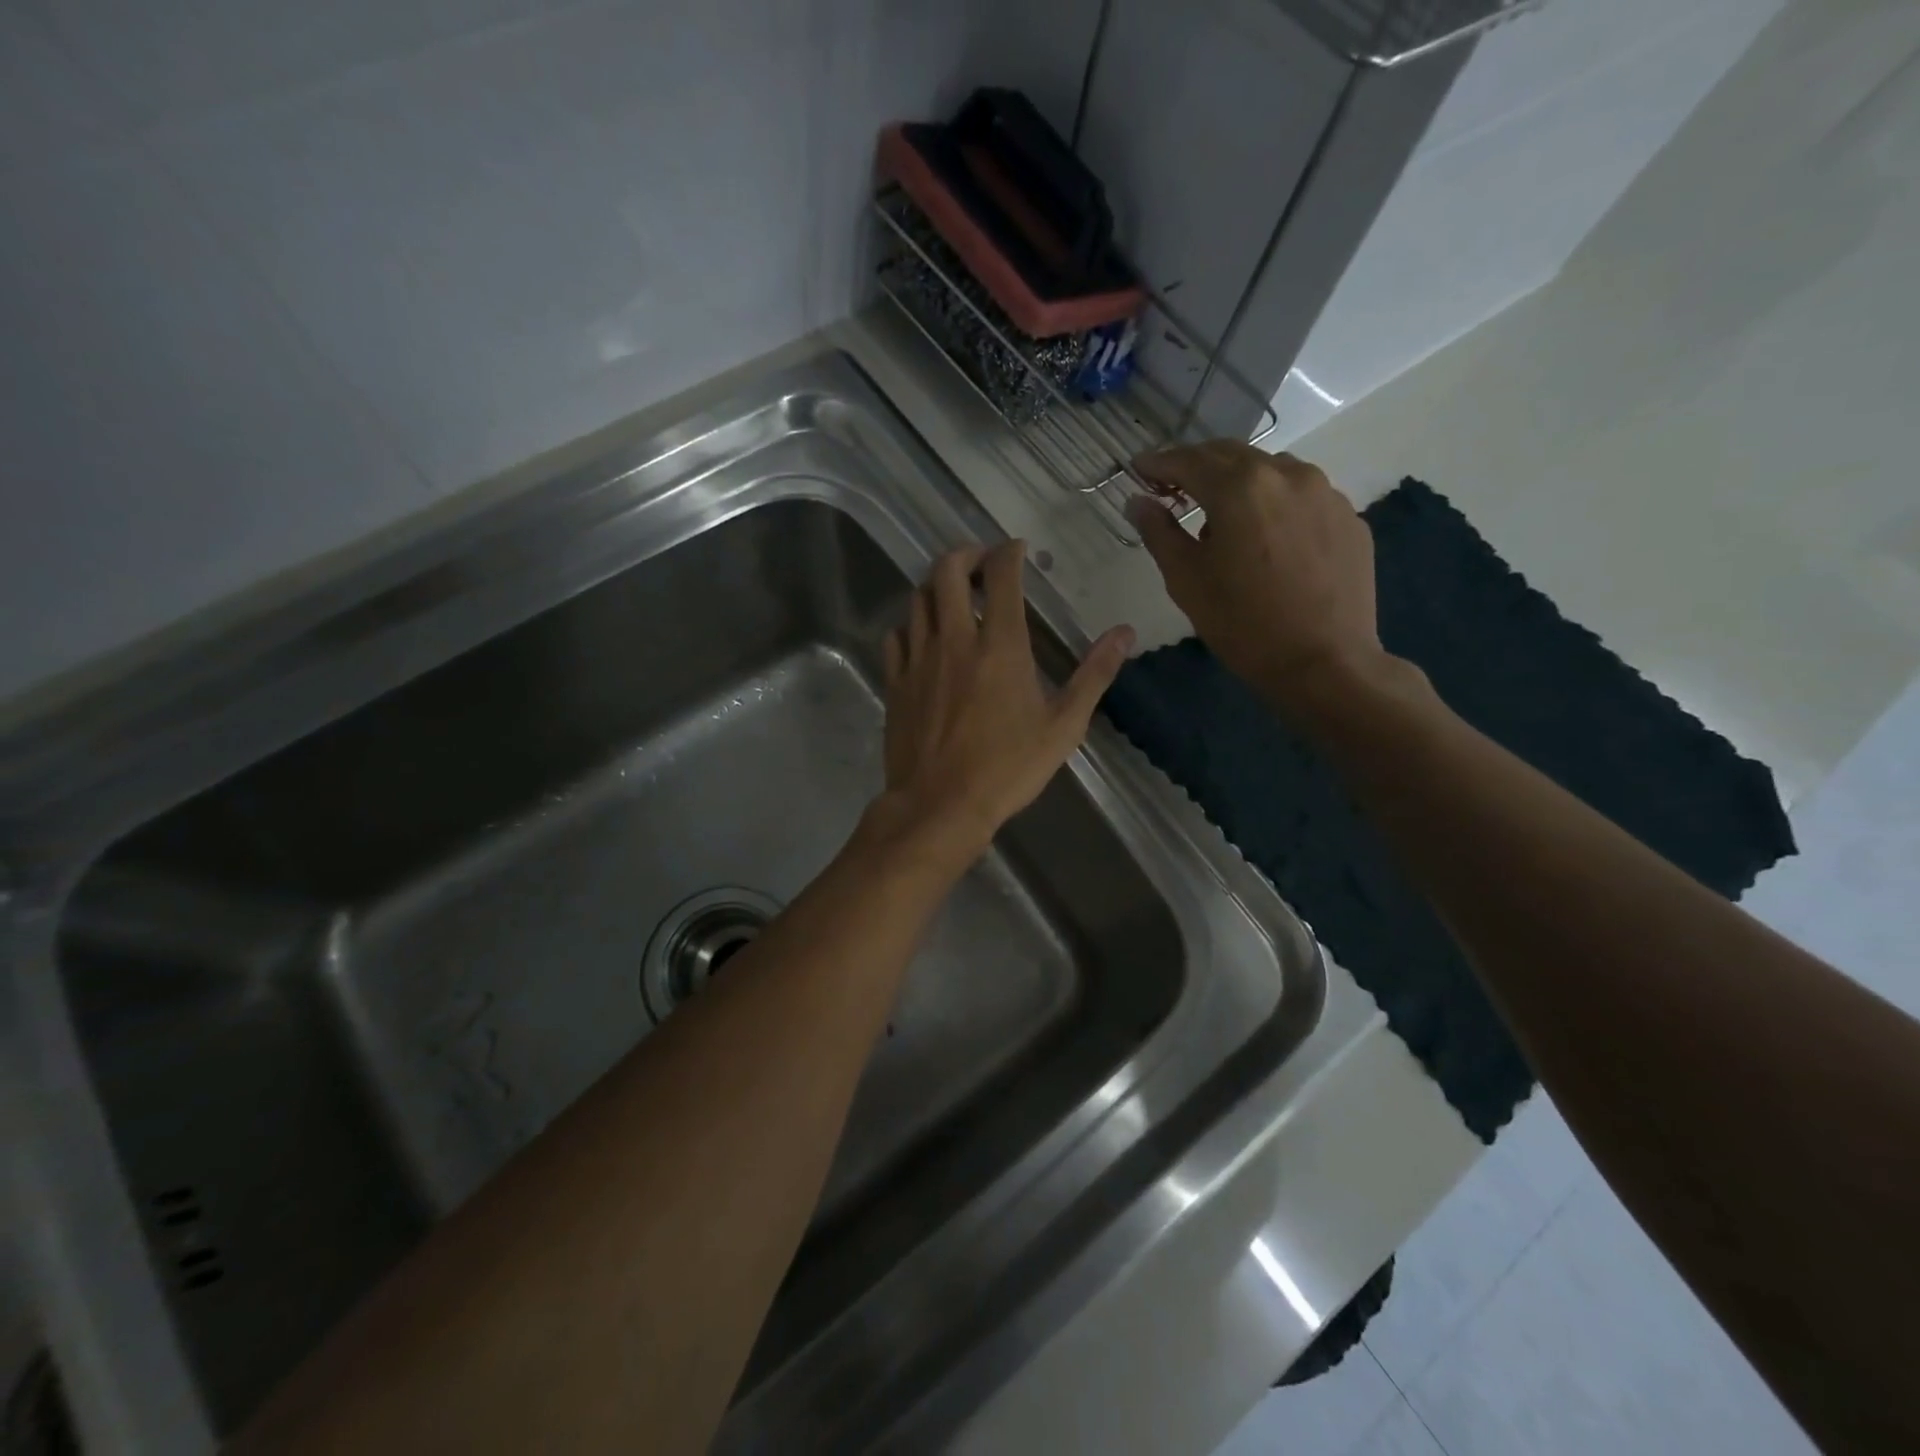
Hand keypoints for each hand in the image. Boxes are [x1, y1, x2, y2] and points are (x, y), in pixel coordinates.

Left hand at [873, 540, 1134, 862]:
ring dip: (936, 585)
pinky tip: (921, 636)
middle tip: (980, 562)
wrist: (940, 805)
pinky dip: (910, 624)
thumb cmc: (1008, 768)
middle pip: (947, 571)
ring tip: (952, 593)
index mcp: (1000, 645)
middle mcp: (954, 639)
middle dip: (965, 554)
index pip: (1001, 575)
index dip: (1009, 552)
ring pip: (917, 599)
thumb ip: (1094, 674)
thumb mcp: (1064, 726)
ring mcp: (918, 659)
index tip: (1017, 549)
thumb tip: (1124, 632)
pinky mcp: (895, 682)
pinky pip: (896, 636)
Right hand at [1129, 442, 1388, 712]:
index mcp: (1240, 488)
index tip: (1138, 468)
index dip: (1158, 462)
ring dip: (1239, 482)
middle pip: (1231, 455)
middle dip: (1197, 466)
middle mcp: (1286, 474)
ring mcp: (1325, 493)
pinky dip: (1274, 503)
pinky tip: (1266, 536)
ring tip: (1222, 515)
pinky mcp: (1348, 517)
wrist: (1324, 662)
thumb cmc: (1242, 624)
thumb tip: (1138, 501)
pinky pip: (1302, 496)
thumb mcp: (1186, 580)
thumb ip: (1159, 532)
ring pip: (1270, 471)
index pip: (1188, 461)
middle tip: (1172, 486)